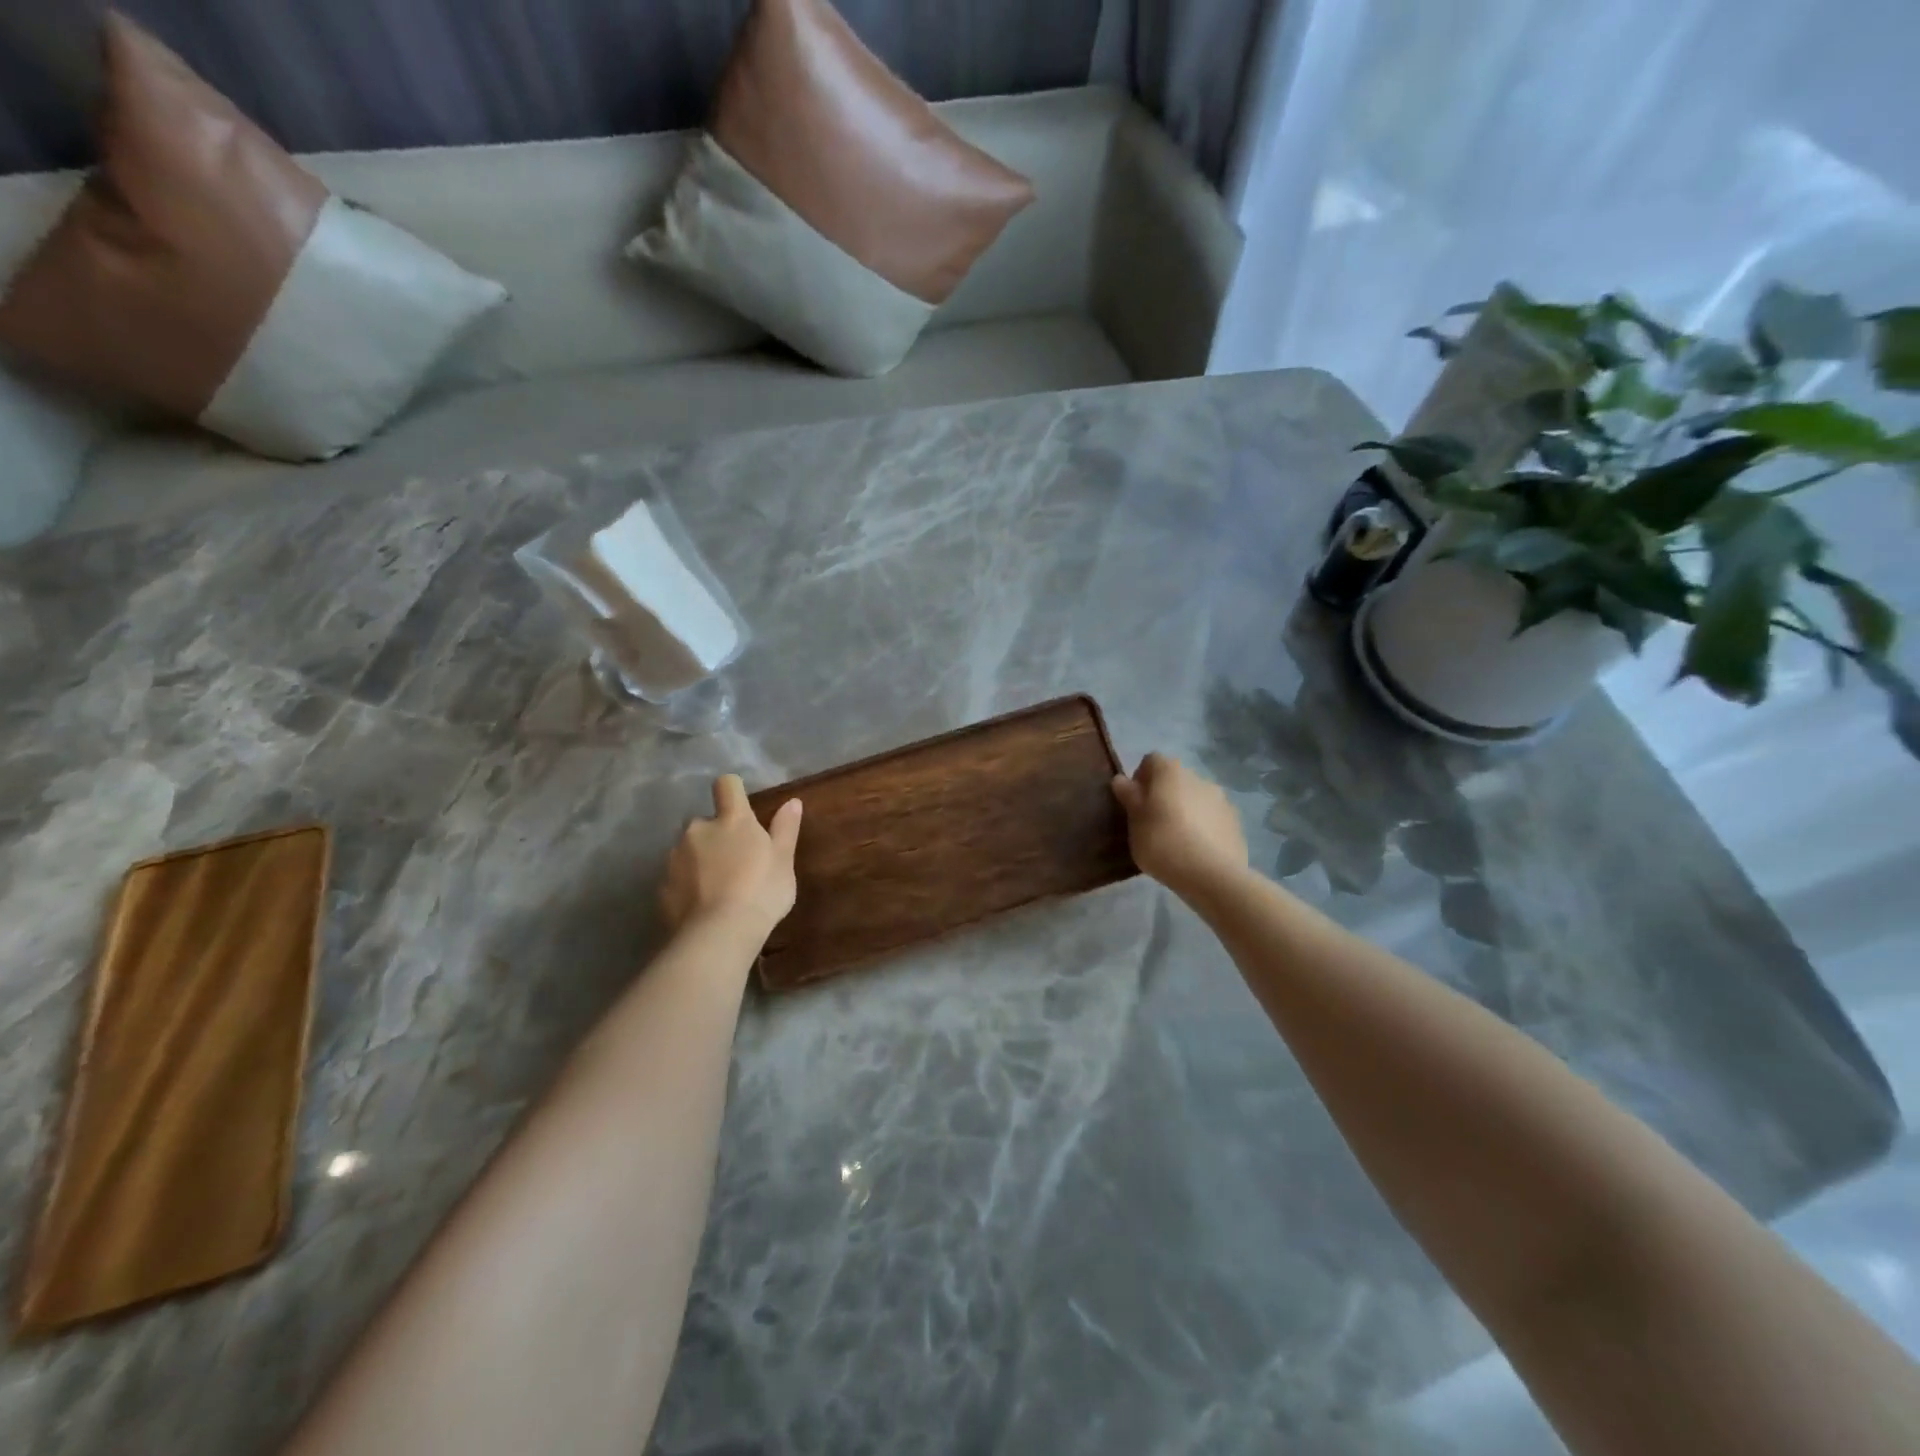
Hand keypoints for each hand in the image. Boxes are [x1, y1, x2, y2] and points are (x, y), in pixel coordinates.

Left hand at [661, 775, 802, 935]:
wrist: (718, 935)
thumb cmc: (761, 891)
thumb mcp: (784, 860)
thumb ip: (785, 828)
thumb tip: (792, 801)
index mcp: (732, 820)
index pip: (727, 785)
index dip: (733, 791)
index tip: (741, 807)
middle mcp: (698, 830)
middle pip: (706, 822)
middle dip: (716, 837)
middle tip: (736, 863)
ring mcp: (675, 857)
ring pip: (688, 850)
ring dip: (700, 861)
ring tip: (718, 890)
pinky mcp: (662, 886)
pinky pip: (677, 878)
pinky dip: (687, 886)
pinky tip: (702, 907)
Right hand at [1111, 753, 1247, 899]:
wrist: (1211, 874)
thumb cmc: (1162, 842)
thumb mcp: (1134, 821)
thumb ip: (1129, 796)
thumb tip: (1121, 779)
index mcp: (1170, 772)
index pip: (1151, 761)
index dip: (1140, 778)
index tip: (1134, 803)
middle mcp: (1198, 777)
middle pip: (1175, 779)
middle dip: (1163, 795)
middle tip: (1153, 822)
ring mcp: (1221, 798)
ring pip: (1195, 798)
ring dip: (1185, 810)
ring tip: (1177, 839)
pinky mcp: (1235, 821)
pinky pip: (1212, 817)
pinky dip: (1203, 826)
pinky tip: (1197, 850)